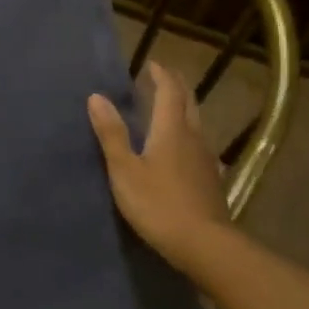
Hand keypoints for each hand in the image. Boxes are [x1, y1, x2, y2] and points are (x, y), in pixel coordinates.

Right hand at [88, 62, 229, 274]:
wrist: (203, 243)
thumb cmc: (158, 204)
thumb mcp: (125, 170)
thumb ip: (112, 134)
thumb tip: (96, 97)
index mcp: (172, 130)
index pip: (170, 91)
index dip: (161, 75)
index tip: (152, 64)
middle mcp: (193, 137)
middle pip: (188, 103)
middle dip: (176, 87)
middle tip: (162, 79)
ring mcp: (206, 159)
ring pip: (196, 124)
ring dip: (183, 111)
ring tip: (167, 110)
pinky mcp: (211, 180)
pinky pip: (199, 146)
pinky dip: (188, 136)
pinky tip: (183, 150)